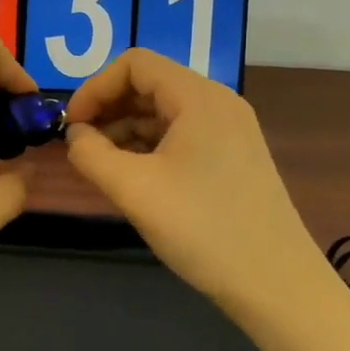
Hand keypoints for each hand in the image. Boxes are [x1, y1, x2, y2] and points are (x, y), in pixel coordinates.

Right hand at [63, 48, 325, 305]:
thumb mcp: (134, 190)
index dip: (95, 87)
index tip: (71, 125)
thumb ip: (91, 154)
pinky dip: (149, 144)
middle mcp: (217, 102)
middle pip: (149, 83)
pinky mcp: (233, 156)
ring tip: (101, 164)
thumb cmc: (204, 230)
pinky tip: (132, 175)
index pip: (134, 64)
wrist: (278, 287)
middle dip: (108, 107)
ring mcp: (230, 129)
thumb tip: (74, 135)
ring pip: (164, 109)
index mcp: (198, 97)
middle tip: (80, 144)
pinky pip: (181, 132)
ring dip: (125, 128)